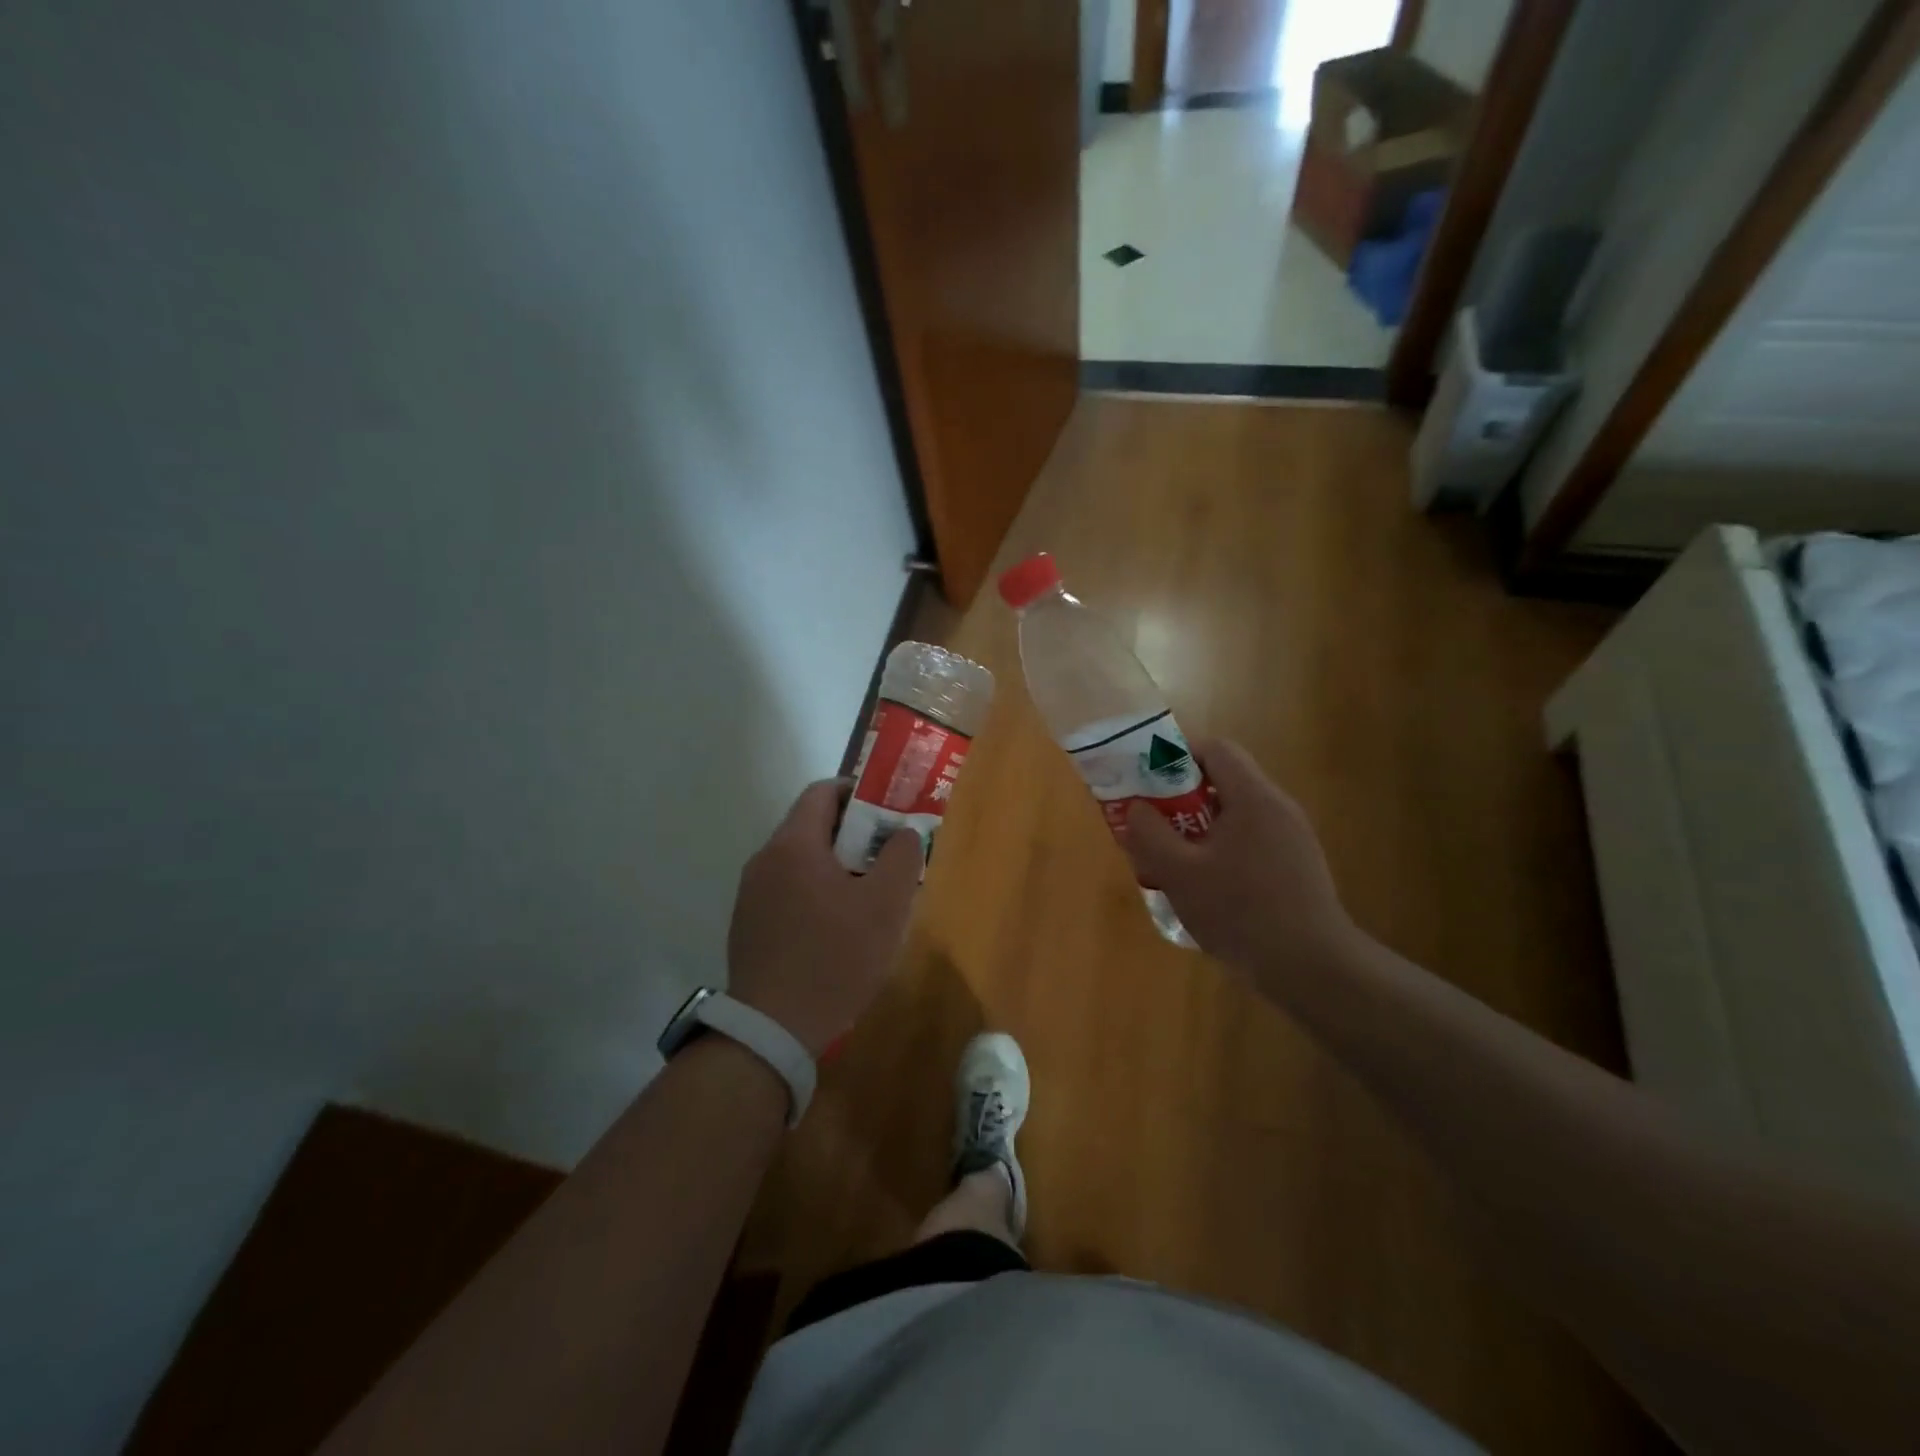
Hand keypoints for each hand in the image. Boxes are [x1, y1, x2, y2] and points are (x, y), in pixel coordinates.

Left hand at [726, 780, 922, 1057]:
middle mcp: (765, 860)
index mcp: (793, 844)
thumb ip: (902, 857)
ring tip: (868, 894)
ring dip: (835, 866)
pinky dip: (815, 892)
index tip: (888, 810)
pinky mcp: (748, 925)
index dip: (858, 792)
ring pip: (800, 861)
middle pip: (811, 826)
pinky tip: (837, 927)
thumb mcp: (885, 905)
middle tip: (887, 855)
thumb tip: (904, 833)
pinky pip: (787, 891)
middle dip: (854, 834)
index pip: (823, 791)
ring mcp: (751, 894)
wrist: (773, 1028)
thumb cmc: (835, 957)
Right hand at [1124, 739, 1359, 991]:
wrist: (1311, 968)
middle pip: (1223, 782)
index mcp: (1253, 797)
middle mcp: (1278, 808)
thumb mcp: (1179, 873)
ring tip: (1171, 861)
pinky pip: (1251, 842)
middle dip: (1180, 798)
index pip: (1215, 749)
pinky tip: (1205, 888)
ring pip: (1235, 816)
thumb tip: (1137, 808)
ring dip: (1199, 829)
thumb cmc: (1240, 911)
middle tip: (1152, 825)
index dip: (1177, 756)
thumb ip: (1150, 834)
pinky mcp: (1297, 867)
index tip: (1148, 781)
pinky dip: (1221, 851)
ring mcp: (1292, 838)